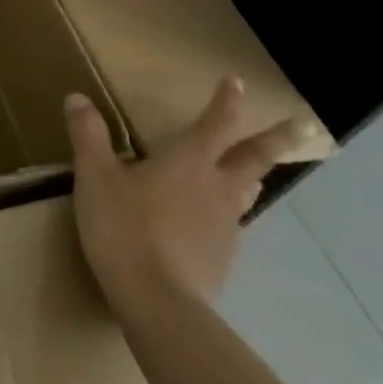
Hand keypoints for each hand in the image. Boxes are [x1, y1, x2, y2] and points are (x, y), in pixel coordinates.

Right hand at [65, 78, 302, 312]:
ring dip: (253, 177)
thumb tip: (77, 98)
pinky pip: (231, 226)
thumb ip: (88, 135)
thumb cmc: (125, 227)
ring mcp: (225, 226)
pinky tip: (213, 223)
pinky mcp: (222, 258)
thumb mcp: (94, 176)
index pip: (214, 123)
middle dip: (278, 139)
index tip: (237, 82)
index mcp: (188, 162)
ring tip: (253, 174)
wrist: (157, 301)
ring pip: (247, 193)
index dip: (226, 101)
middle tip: (305, 125)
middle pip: (254, 158)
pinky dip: (227, 214)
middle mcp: (216, 188)